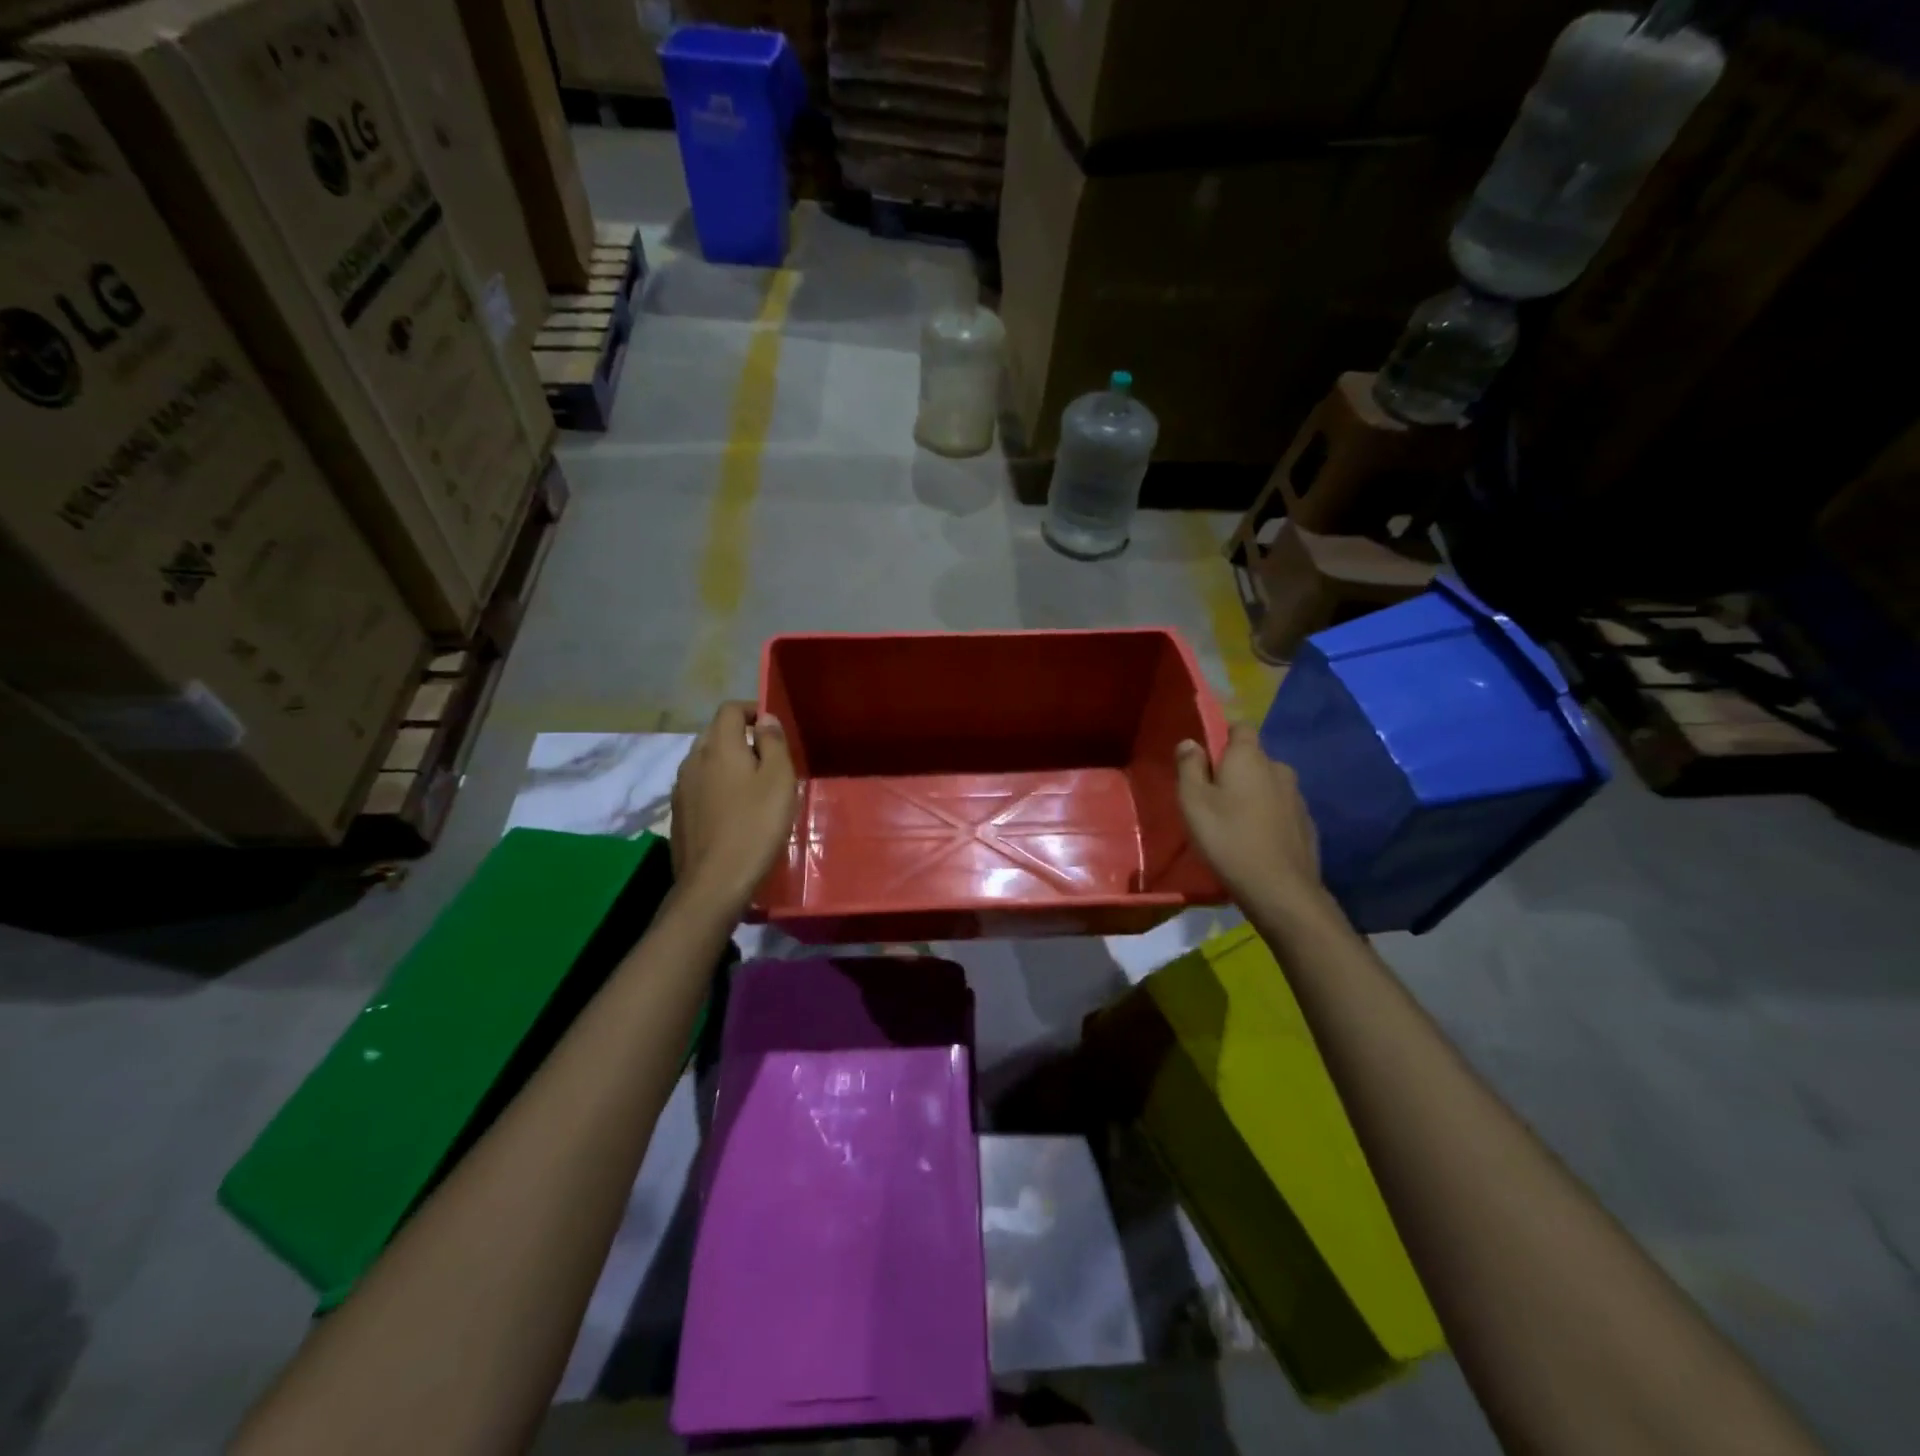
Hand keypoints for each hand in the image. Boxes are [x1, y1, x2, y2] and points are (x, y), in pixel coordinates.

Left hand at [670, 702, 797, 916]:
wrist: (714, 881)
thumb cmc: (755, 826)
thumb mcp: (779, 780)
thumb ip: (773, 743)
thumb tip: (765, 718)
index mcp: (719, 746)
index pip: (729, 709)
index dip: (751, 710)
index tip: (772, 727)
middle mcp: (693, 759)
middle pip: (714, 732)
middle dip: (739, 735)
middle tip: (766, 756)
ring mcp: (681, 787)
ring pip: (704, 759)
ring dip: (726, 761)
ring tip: (751, 783)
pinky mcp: (678, 813)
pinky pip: (698, 784)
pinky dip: (715, 784)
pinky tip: (732, 808)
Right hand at [1176, 724, 1323, 911]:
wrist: (1280, 890)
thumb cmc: (1227, 839)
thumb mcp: (1193, 802)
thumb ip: (1189, 767)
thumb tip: (1190, 742)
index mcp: (1250, 758)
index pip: (1240, 727)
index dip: (1223, 738)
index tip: (1206, 761)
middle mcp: (1279, 769)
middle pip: (1254, 759)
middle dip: (1236, 771)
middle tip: (1214, 799)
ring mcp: (1297, 797)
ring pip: (1269, 785)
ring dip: (1253, 795)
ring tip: (1235, 823)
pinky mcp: (1307, 824)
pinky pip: (1281, 809)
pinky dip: (1268, 817)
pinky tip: (1256, 841)